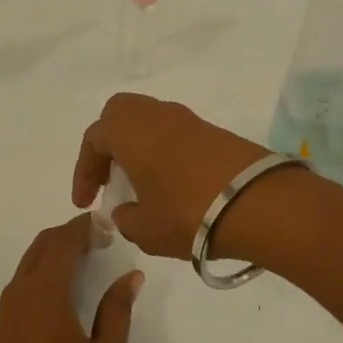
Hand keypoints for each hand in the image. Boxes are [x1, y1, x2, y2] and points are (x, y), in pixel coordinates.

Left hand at [0, 214, 141, 342]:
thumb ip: (118, 310)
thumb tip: (131, 276)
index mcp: (45, 292)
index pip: (63, 241)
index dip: (85, 227)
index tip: (109, 225)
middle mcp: (19, 293)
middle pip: (42, 245)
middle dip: (69, 235)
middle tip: (101, 241)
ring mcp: (6, 313)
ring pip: (30, 264)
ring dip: (55, 254)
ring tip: (88, 262)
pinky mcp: (3, 331)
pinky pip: (23, 284)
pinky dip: (44, 273)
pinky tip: (66, 292)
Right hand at [71, 93, 276, 260]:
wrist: (258, 203)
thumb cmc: (186, 212)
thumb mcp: (144, 228)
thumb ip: (125, 219)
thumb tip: (125, 211)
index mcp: (128, 129)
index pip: (93, 141)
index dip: (84, 173)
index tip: (85, 204)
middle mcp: (155, 114)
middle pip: (120, 116)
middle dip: (109, 145)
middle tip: (109, 179)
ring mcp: (188, 120)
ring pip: (150, 124)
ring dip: (138, 149)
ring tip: (140, 186)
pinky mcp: (214, 132)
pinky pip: (175, 135)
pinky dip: (164, 154)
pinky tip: (170, 186)